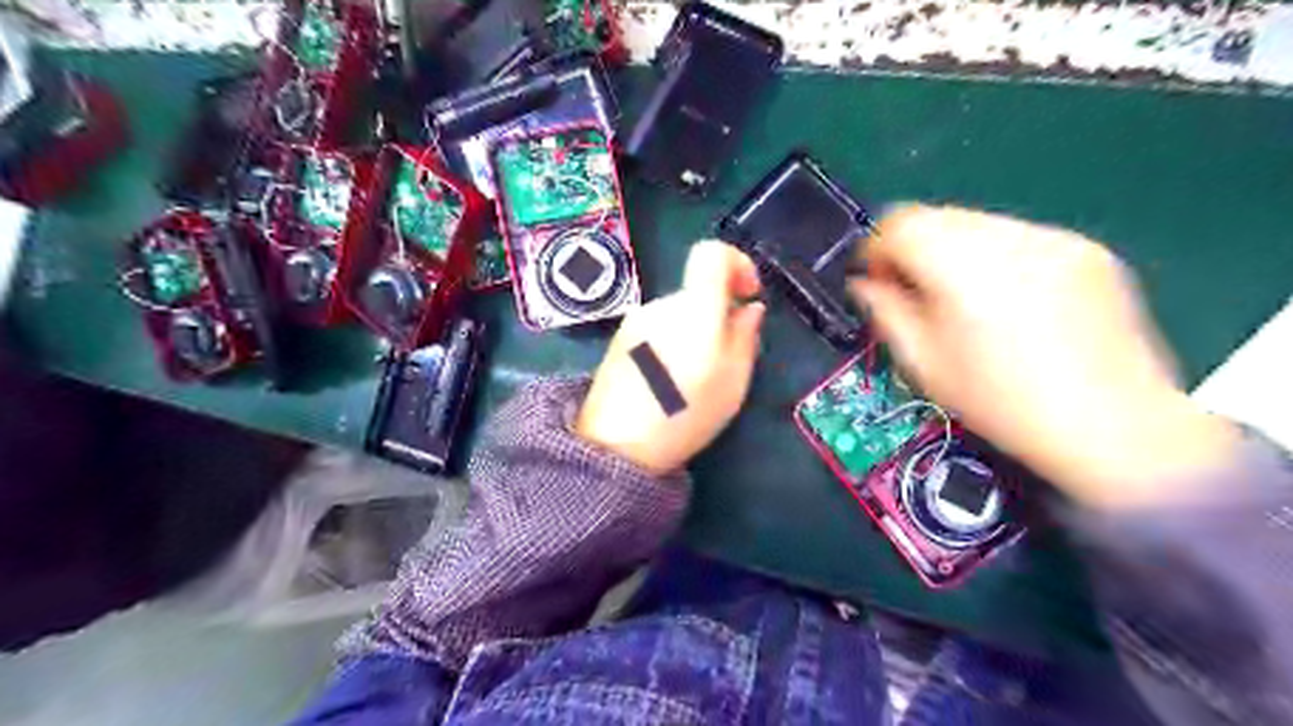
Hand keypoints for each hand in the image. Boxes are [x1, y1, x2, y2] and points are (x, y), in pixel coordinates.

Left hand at [579, 241, 764, 474]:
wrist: (615, 445)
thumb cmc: (685, 414)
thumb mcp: (733, 382)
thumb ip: (745, 337)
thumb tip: (749, 308)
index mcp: (694, 307)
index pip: (711, 252)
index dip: (737, 263)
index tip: (747, 295)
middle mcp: (661, 304)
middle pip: (696, 290)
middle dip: (717, 313)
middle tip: (726, 356)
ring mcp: (635, 321)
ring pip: (677, 312)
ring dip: (693, 332)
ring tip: (694, 378)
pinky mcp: (620, 340)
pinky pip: (657, 328)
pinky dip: (672, 342)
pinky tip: (668, 381)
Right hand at [857, 203, 1234, 509]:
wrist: (1116, 428)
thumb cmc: (1004, 405)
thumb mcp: (925, 366)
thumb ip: (886, 313)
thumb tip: (866, 285)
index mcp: (963, 268)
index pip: (899, 224)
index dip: (874, 248)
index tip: (873, 280)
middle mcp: (1009, 239)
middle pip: (937, 216)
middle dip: (911, 247)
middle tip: (910, 291)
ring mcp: (1055, 239)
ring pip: (977, 223)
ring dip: (951, 252)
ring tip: (958, 299)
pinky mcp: (1087, 251)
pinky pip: (1018, 238)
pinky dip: (995, 258)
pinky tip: (1006, 302)